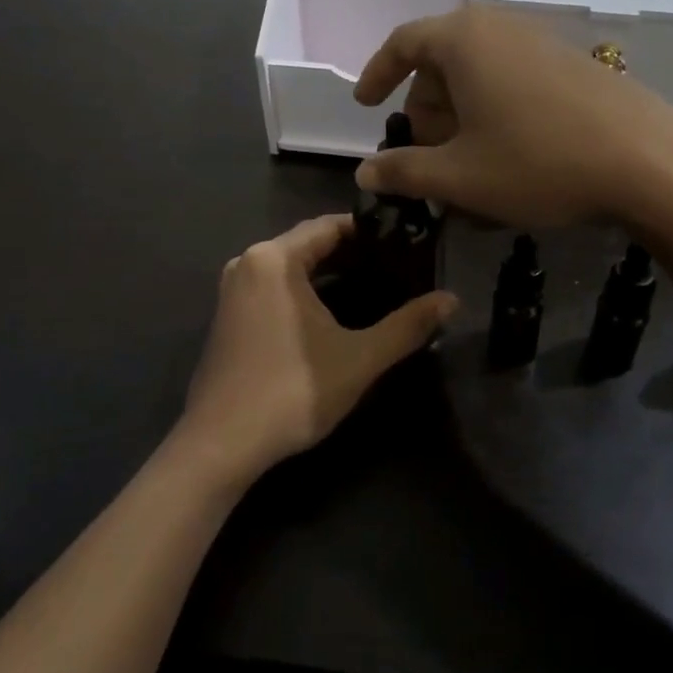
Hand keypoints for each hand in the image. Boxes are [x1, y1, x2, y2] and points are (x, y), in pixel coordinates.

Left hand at [178, 217, 455, 483]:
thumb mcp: (359, 358)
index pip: (330, 225)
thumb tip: (453, 300)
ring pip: (291, 265)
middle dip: (352, 251)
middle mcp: (248, 261)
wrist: (219, 447)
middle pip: (309, 242)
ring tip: (375, 281)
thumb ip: (408, 325)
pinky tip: (332, 308)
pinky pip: (273, 284)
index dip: (370, 230)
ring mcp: (233, 289)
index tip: (406, 240)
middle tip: (398, 263)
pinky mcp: (228, 314)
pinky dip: (304, 287)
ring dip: (328, 269)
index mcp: (274, 258)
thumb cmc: (291, 392)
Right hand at [353, 7, 672, 229]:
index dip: (377, 74)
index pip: (403, 43)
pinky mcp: (574, 64)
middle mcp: (501, 27)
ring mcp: (543, 42)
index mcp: (464, 40)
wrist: (649, 162)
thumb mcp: (459, 176)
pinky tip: (512, 155)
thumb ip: (404, 172)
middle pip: (442, 59)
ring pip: (481, 72)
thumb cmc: (538, 162)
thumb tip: (364, 172)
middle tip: (426, 152)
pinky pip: (515, 79)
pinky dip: (497, 110)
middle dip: (425, 106)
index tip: (366, 104)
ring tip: (469, 161)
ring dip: (462, 113)